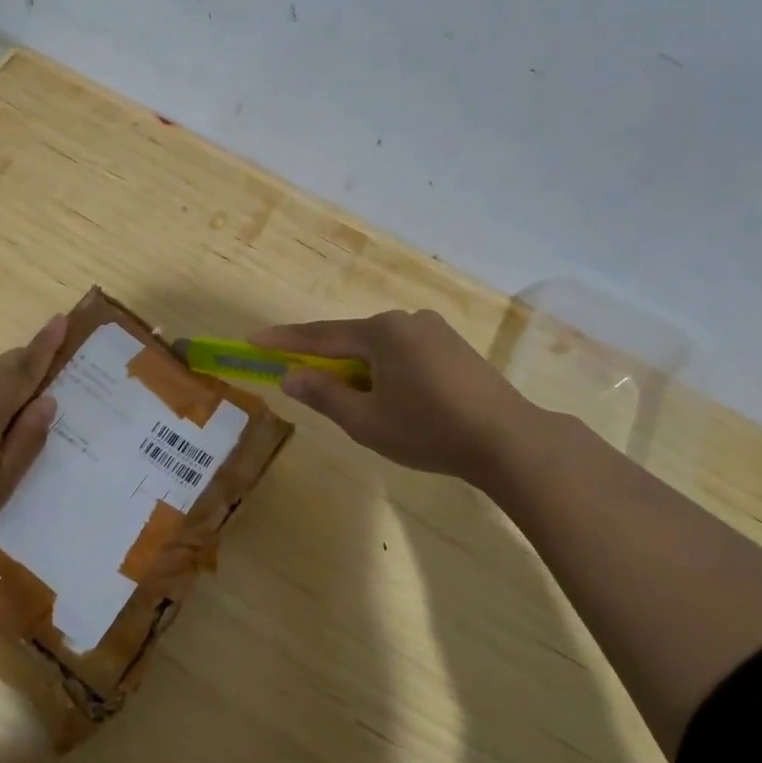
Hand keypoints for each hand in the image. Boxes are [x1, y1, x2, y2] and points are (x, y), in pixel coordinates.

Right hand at [251, 310, 530, 478]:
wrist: (508, 440)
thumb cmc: (428, 429)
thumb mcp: (365, 419)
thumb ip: (323, 394)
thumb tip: (290, 375)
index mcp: (382, 332)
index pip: (320, 336)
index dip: (285, 341)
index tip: (253, 339)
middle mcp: (407, 321)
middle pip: (352, 342)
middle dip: (327, 362)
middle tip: (304, 384)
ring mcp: (436, 332)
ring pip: (381, 350)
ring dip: (360, 372)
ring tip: (357, 406)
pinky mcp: (456, 349)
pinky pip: (405, 356)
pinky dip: (387, 373)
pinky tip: (394, 401)